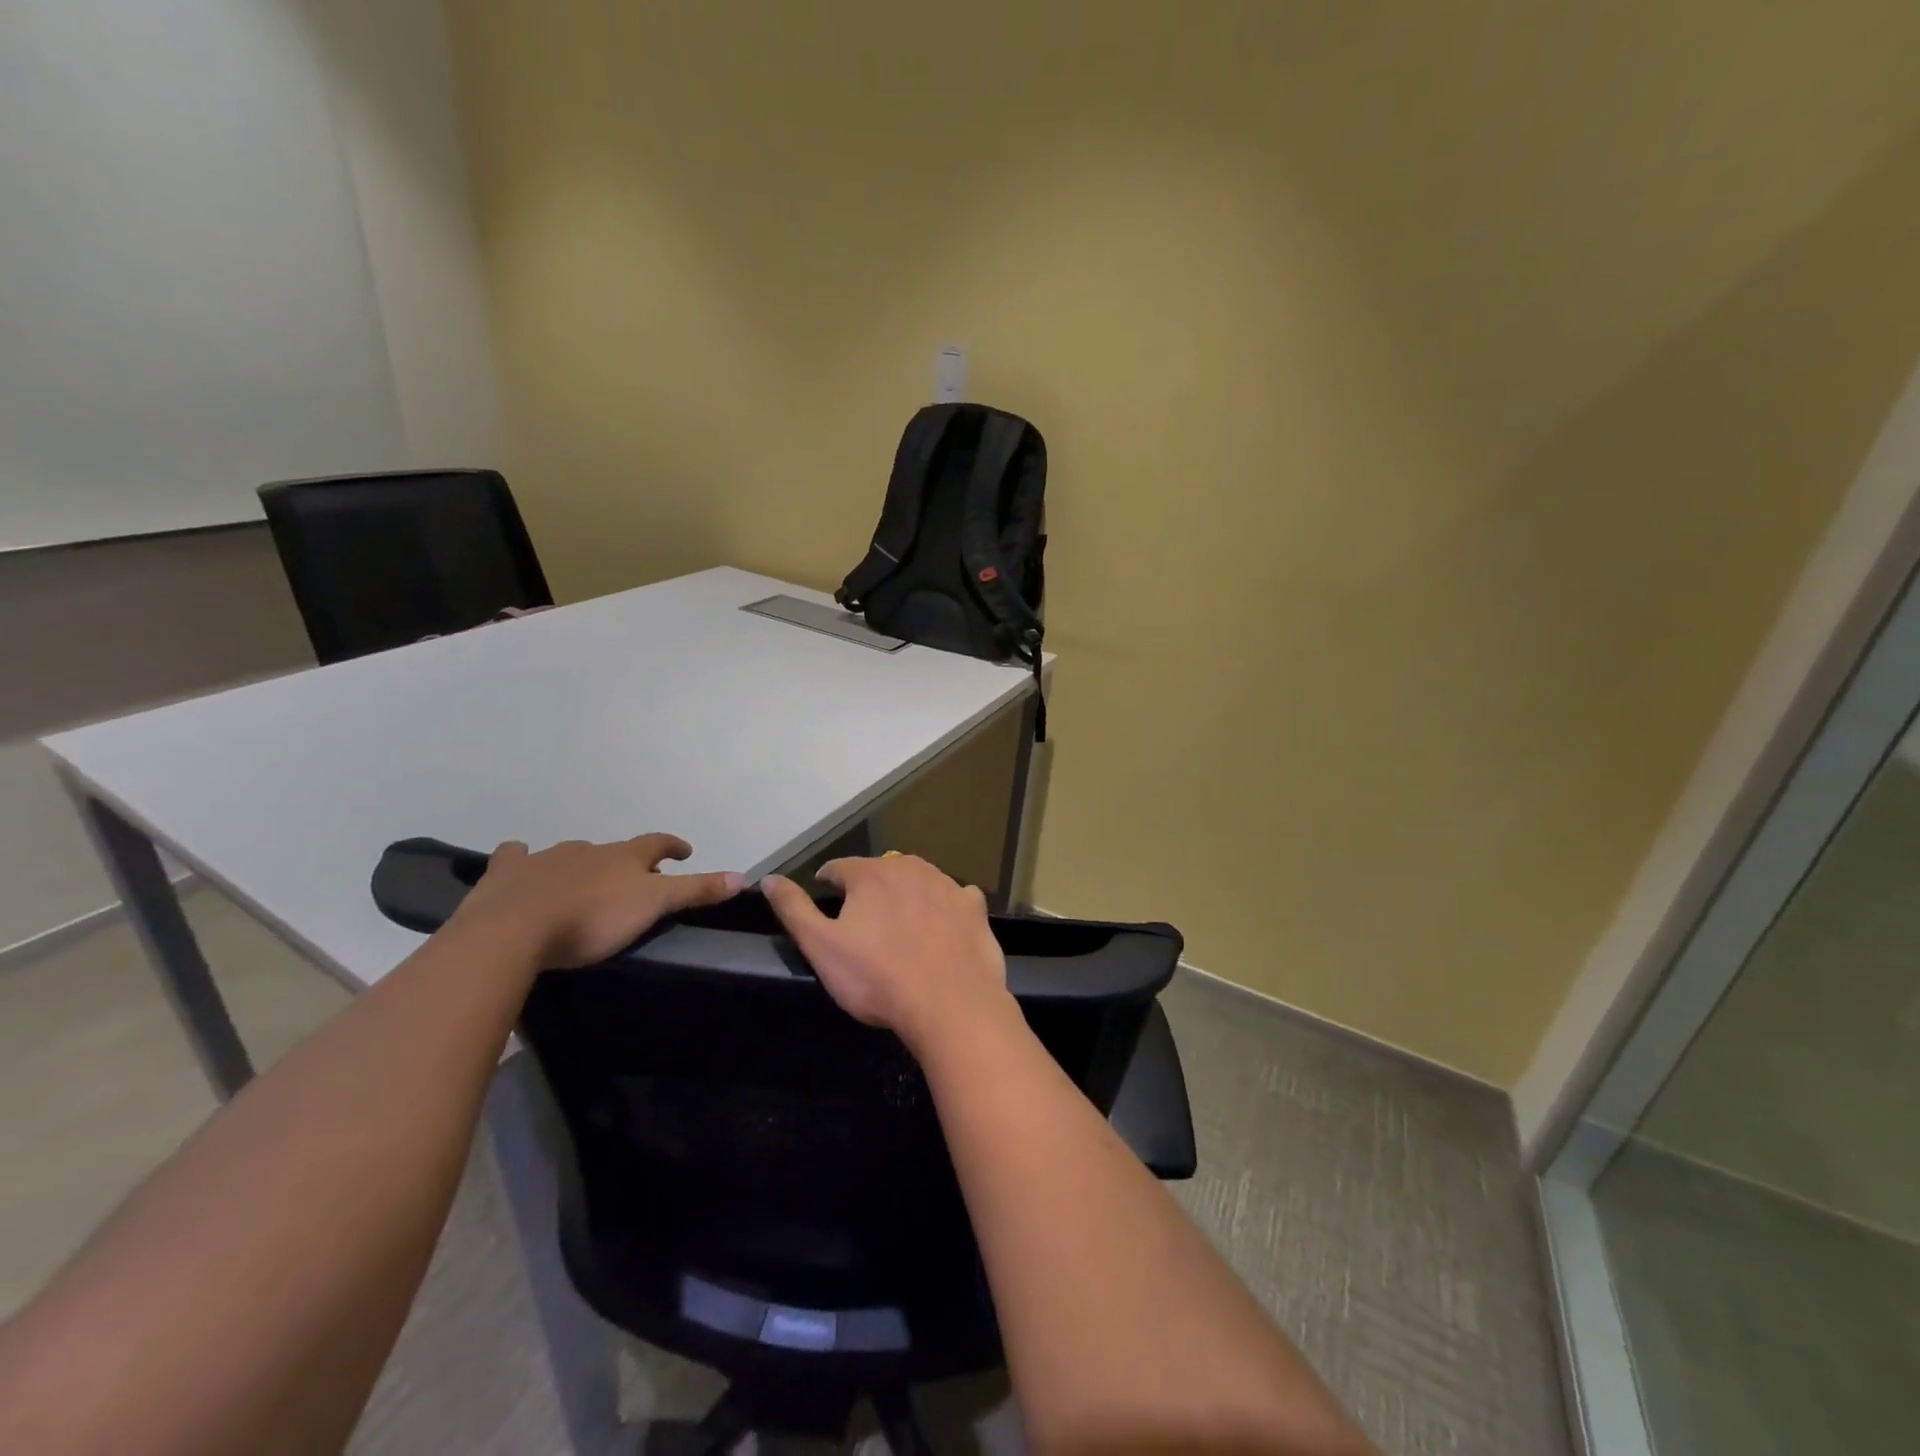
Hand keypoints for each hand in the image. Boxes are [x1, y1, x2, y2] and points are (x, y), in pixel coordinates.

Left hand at [447, 834, 744, 968]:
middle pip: (614, 851)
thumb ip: (695, 891)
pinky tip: (520, 865)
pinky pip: (516, 858)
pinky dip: (521, 860)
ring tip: (582, 881)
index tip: (684, 851)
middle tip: (633, 879)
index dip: (673, 846)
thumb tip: (742, 876)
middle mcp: (587, 850)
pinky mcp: (507, 874)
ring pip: (569, 854)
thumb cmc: (592, 919)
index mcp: (623, 857)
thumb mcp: (654, 906)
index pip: (657, 843)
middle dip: (626, 861)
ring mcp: (545, 859)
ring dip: (580, 863)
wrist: (514, 930)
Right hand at [762, 854, 1012, 1054]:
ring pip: (919, 881)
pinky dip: (946, 907)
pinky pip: (955, 898)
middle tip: (864, 920)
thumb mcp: (822, 948)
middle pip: (881, 871)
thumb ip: (794, 909)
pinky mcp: (974, 907)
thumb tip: (769, 879)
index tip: (826, 896)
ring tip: (901, 925)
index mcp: (870, 875)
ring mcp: (947, 885)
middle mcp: (910, 868)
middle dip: (870, 889)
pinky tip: (943, 928)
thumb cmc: (878, 978)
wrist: (951, 1004)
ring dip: (907, 895)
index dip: (829, 883)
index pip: (839, 868)